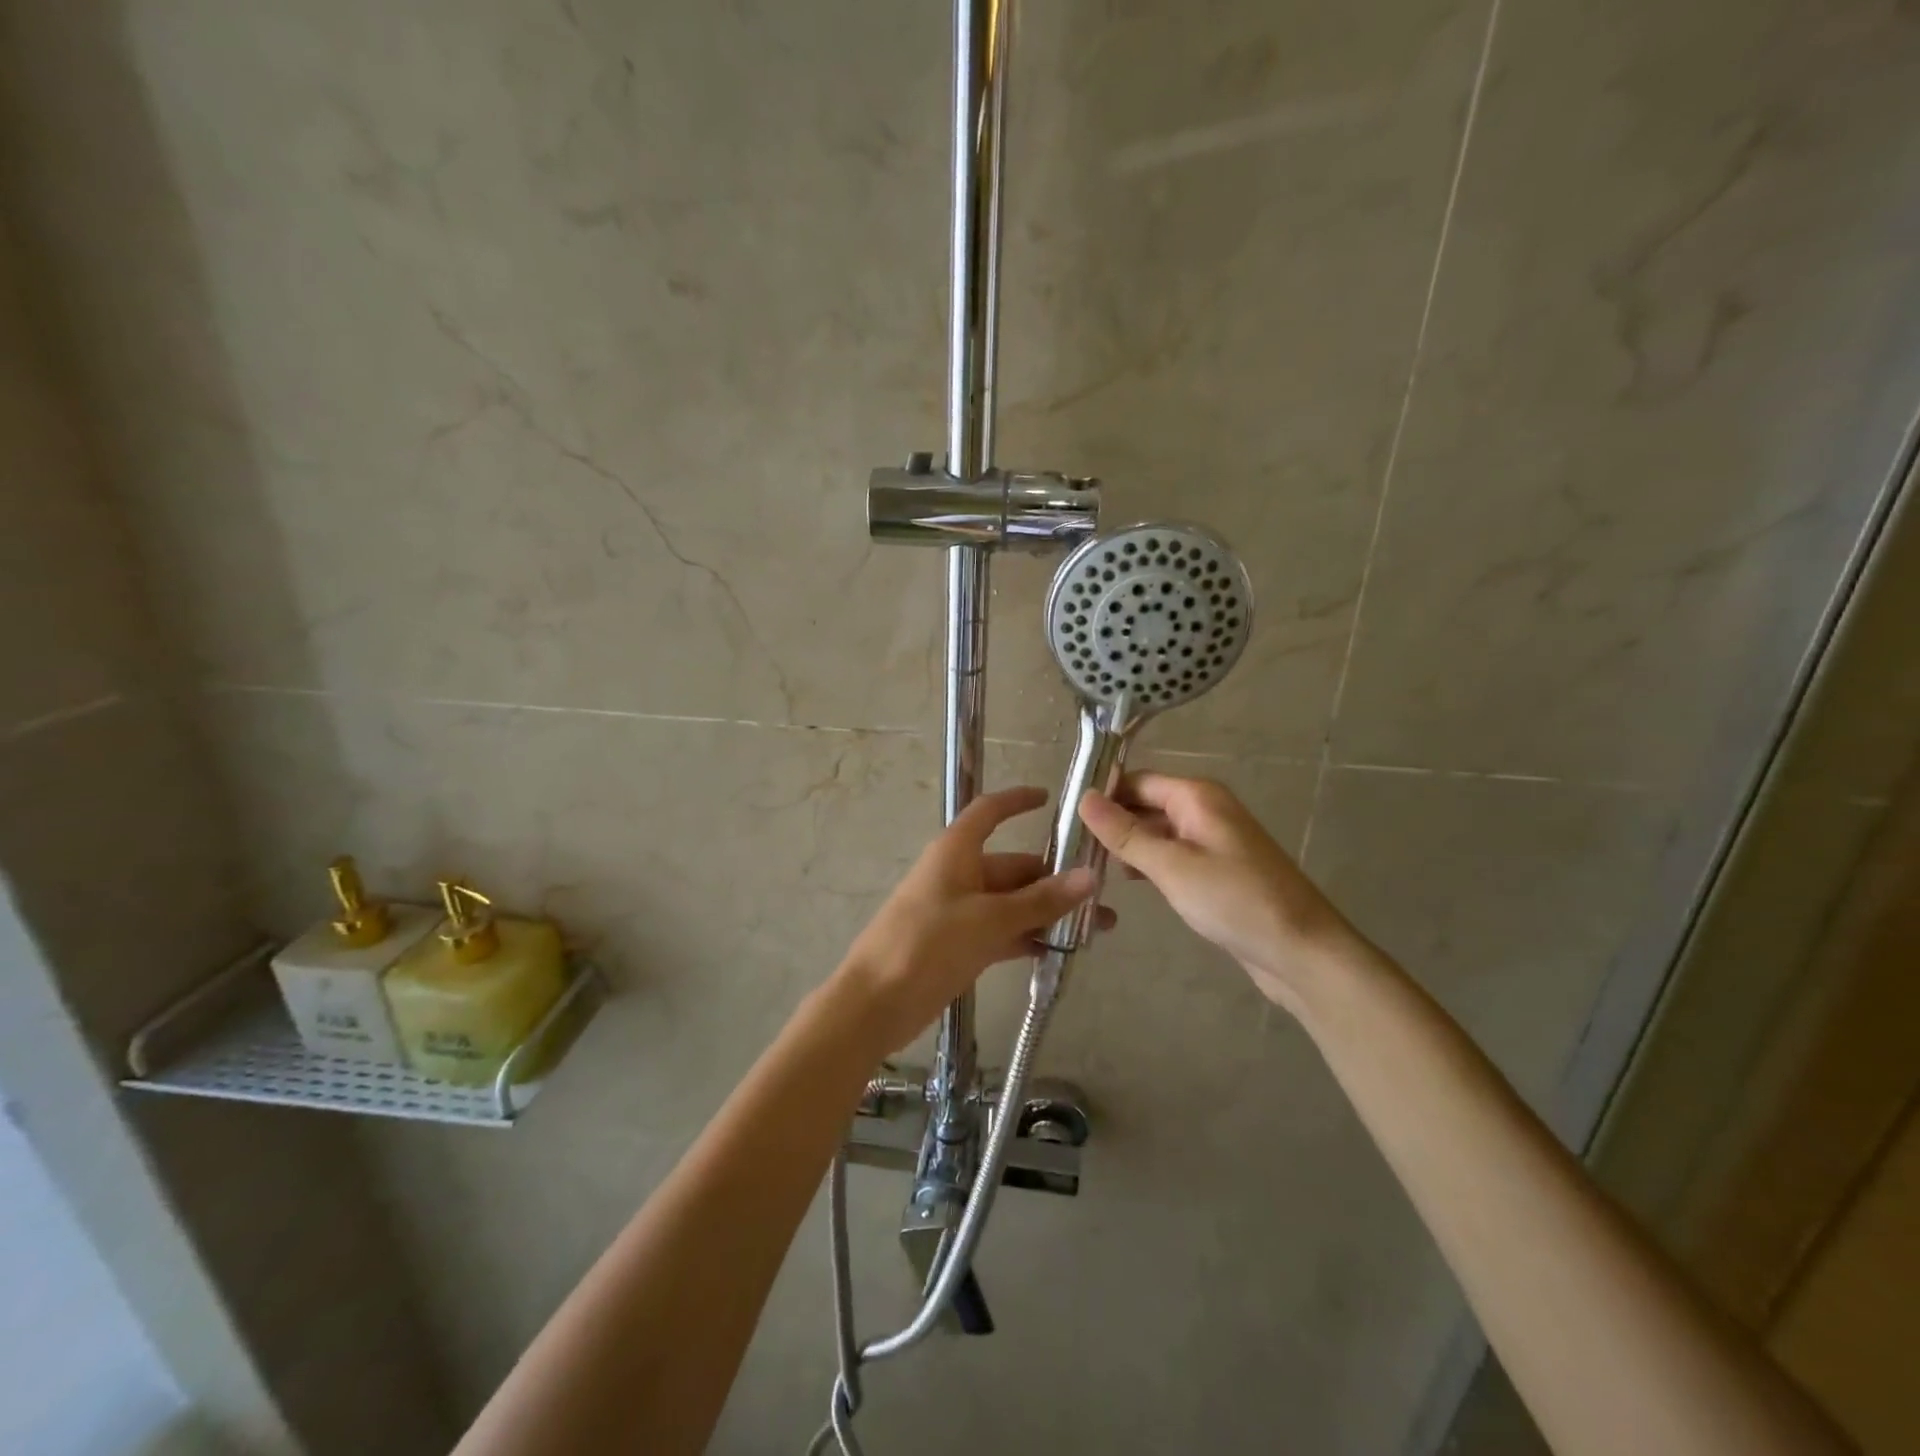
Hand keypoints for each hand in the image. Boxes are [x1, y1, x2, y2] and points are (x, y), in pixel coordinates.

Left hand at [833, 786, 1107, 1054]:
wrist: (875, 1003)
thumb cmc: (927, 944)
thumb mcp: (989, 920)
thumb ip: (1040, 901)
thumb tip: (1089, 877)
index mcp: (957, 851)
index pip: (990, 812)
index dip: (1017, 801)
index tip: (1050, 799)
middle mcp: (959, 874)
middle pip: (1013, 867)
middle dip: (1056, 880)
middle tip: (1104, 897)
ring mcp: (959, 911)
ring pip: (1012, 904)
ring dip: (1049, 914)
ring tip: (1098, 929)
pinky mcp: (959, 945)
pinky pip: (1002, 932)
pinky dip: (1028, 937)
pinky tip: (1064, 951)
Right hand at [1078, 772, 1365, 1014]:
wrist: (1302, 952)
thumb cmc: (1235, 901)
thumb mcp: (1171, 866)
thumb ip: (1125, 833)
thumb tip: (1084, 797)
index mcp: (1197, 797)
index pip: (1137, 780)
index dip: (1103, 794)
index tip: (1066, 817)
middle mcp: (1206, 809)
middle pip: (1147, 803)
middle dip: (1113, 822)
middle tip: (1071, 847)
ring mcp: (1214, 840)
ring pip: (1158, 831)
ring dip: (1129, 845)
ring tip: (1090, 866)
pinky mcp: (1219, 869)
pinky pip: (1174, 854)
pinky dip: (1150, 863)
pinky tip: (1129, 882)